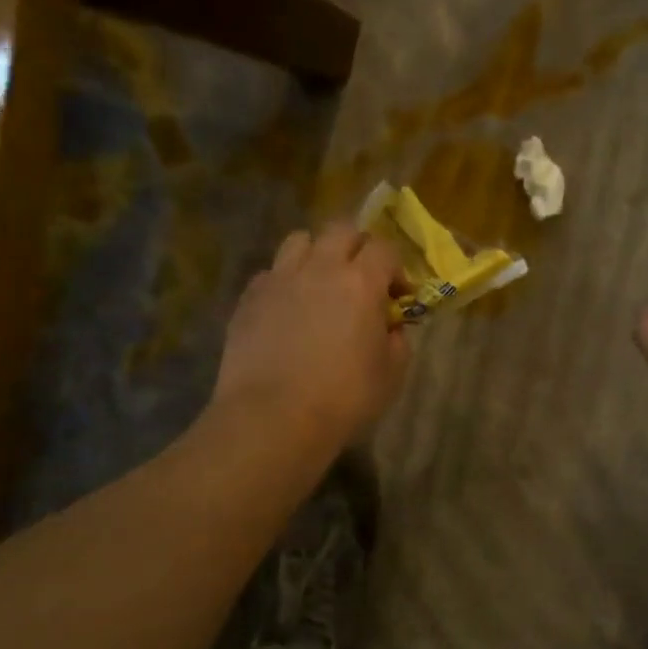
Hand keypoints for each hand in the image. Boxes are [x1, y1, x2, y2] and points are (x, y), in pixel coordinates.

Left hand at [214, 222, 411, 442]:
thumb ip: (397, 341)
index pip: (384, 249)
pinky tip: (288, 310)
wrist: (273, 418)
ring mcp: (279, 279)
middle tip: (362, 278)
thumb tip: (390, 327)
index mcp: (361, 282)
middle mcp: (319, 268)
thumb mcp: (391, 374)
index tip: (399, 295)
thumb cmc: (344, 399)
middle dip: (358, 246)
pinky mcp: (248, 298)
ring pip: (299, 241)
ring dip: (316, 254)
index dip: (396, 268)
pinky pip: (270, 273)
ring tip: (320, 284)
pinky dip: (284, 282)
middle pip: (341, 230)